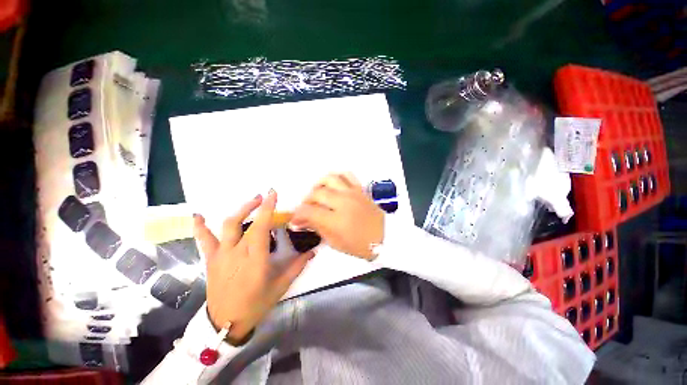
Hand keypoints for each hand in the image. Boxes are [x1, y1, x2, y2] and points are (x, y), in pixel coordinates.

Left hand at [194, 190, 313, 343]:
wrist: (226, 323)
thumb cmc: (256, 304)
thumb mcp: (281, 286)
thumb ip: (297, 266)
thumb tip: (313, 251)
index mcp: (255, 259)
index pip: (261, 227)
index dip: (267, 209)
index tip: (273, 194)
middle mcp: (237, 253)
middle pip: (246, 223)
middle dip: (257, 206)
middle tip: (266, 197)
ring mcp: (221, 255)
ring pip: (228, 226)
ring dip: (240, 210)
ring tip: (251, 202)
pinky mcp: (211, 260)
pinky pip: (204, 240)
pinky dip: (200, 227)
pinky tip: (198, 216)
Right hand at [291, 173, 383, 260]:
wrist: (385, 236)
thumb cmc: (360, 244)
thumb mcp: (335, 242)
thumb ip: (318, 228)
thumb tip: (302, 220)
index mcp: (337, 220)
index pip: (309, 211)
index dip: (298, 215)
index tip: (296, 219)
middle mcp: (343, 202)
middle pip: (317, 193)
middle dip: (306, 201)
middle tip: (307, 209)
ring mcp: (352, 193)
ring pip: (330, 179)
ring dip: (319, 185)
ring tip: (318, 194)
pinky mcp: (360, 189)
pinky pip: (346, 175)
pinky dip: (337, 177)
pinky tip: (333, 185)